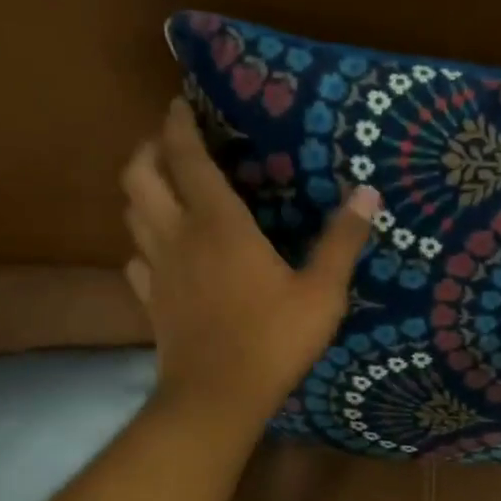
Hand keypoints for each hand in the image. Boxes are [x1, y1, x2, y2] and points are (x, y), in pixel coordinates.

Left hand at [122, 100, 379, 430]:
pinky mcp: (151, 300)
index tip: (180, 103)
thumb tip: (368, 192)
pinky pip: (135, 259)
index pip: (187, 158)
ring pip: (131, 213)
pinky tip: (162, 251)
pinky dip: (143, 243)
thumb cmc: (273, 339)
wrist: (217, 397)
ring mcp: (158, 269)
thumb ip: (343, 241)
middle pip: (139, 176)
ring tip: (165, 186)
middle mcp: (178, 236)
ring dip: (142, 190)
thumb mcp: (322, 292)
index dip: (179, 125)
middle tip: (171, 143)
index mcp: (218, 224)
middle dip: (149, 149)